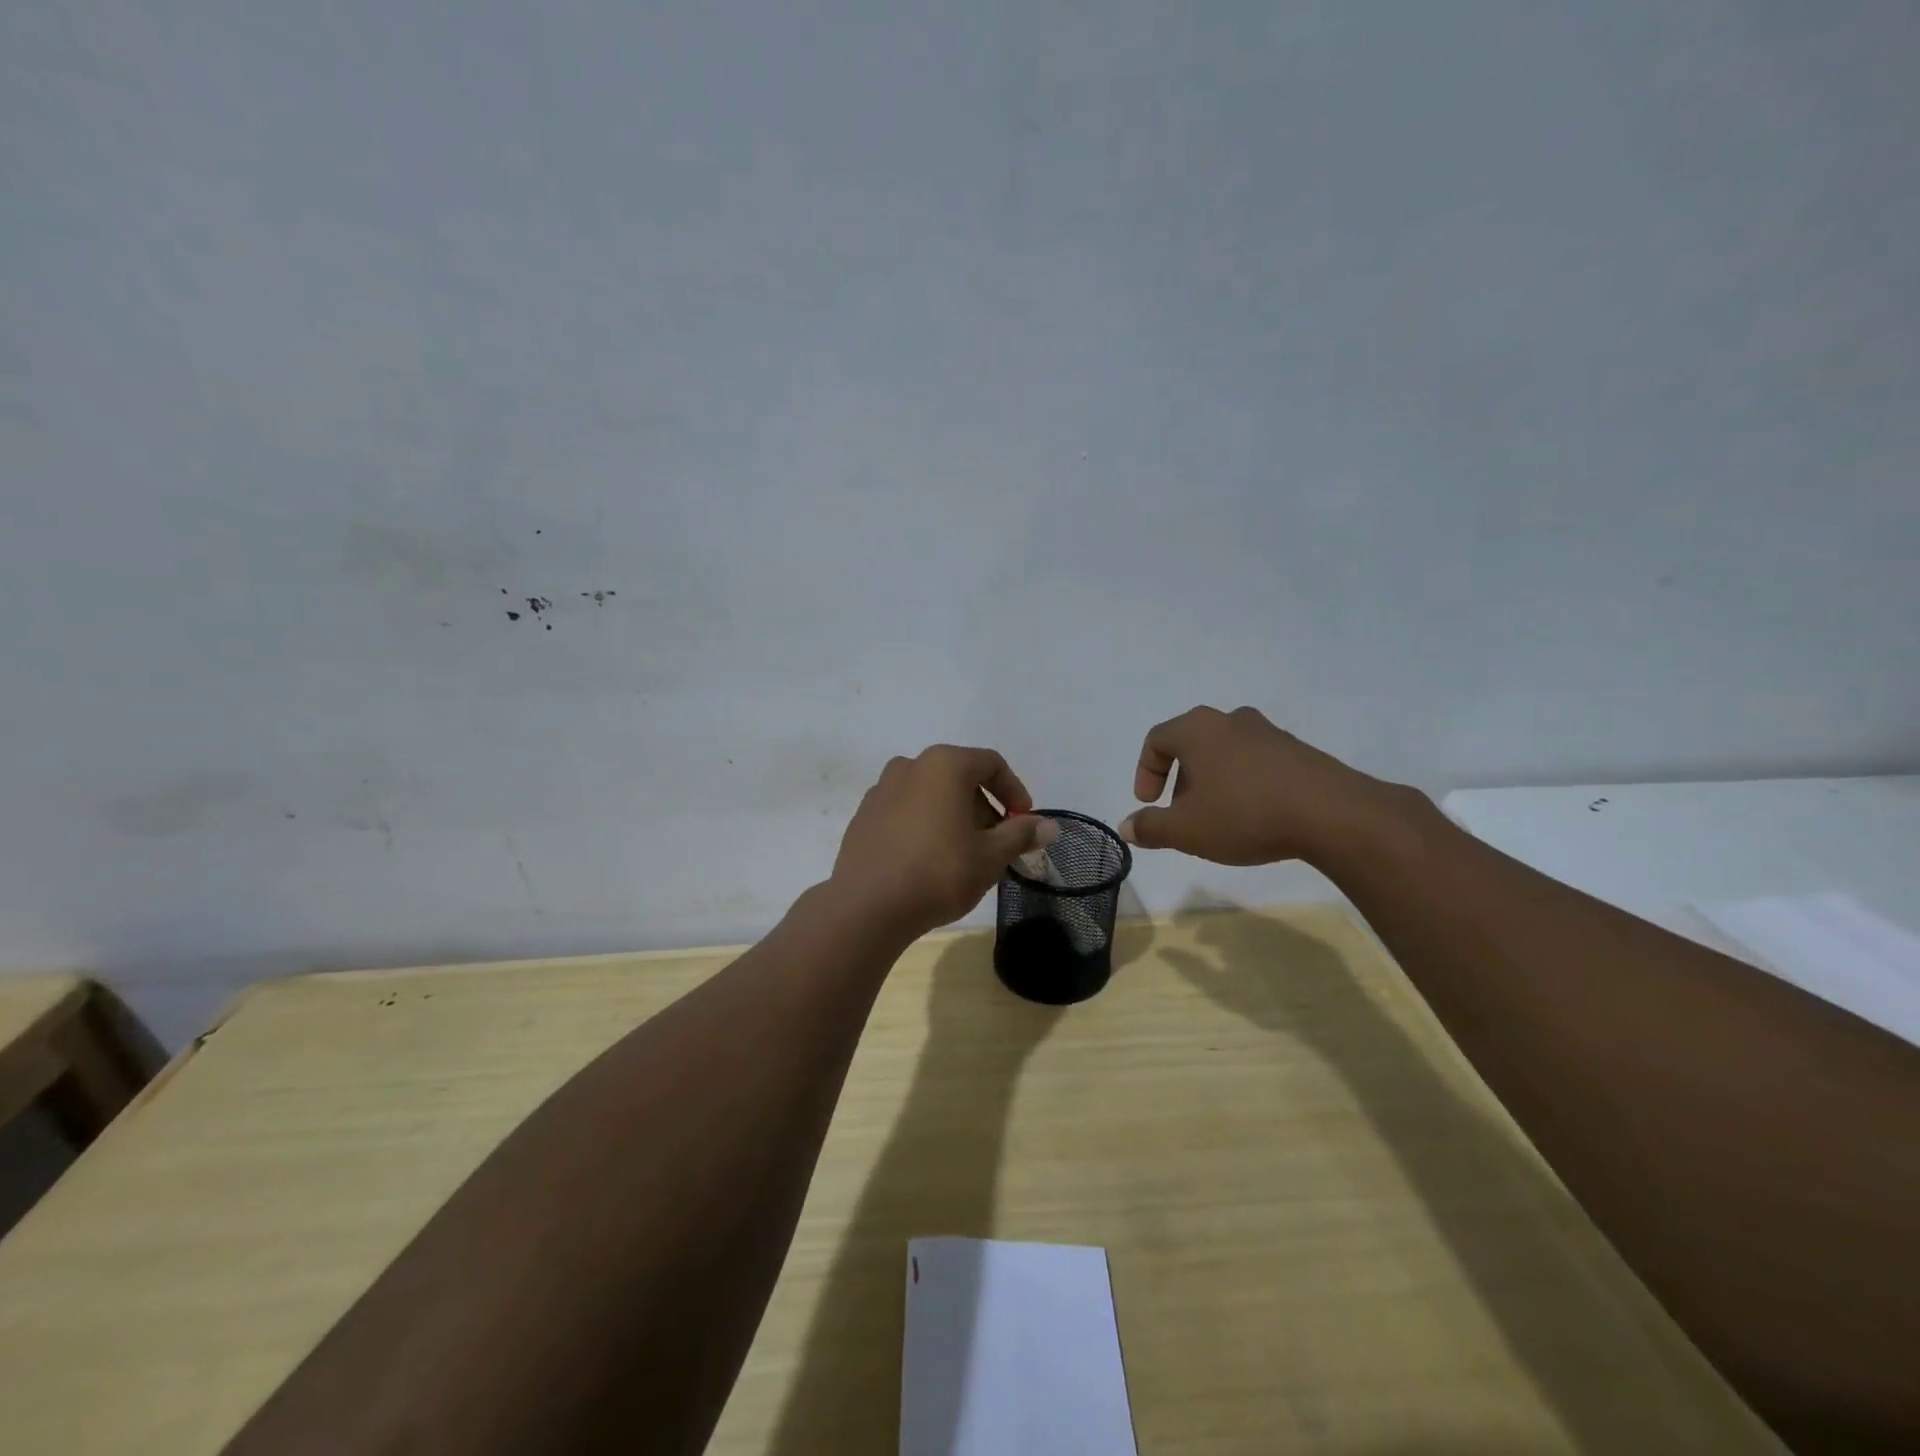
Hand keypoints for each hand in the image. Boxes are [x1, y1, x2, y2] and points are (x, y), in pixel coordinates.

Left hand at [829, 745, 1058, 942]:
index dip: (1014, 791)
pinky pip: (905, 810)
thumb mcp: (990, 856)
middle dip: (984, 807)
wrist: (866, 907)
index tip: (1023, 822)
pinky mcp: (864, 815)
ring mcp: (881, 789)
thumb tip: (1049, 826)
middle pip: (960, 777)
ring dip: (954, 816)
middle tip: (996, 844)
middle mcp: (910, 766)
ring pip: (931, 794)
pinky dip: (925, 824)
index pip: (991, 764)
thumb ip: (1021, 834)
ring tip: (964, 854)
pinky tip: (928, 860)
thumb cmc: (939, 873)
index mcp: (944, 765)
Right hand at [1119, 706, 1403, 866]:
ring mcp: (1268, 732)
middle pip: (1191, 743)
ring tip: (1219, 817)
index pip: (1156, 739)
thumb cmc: (1244, 814)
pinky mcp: (1298, 750)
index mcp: (1197, 729)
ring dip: (1213, 780)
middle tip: (1183, 813)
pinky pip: (1256, 761)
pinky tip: (1254, 815)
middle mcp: (1230, 720)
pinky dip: (1244, 782)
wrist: (1332, 814)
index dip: (1145, 772)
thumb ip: (1151, 827)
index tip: (1150, 804)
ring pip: (1225, 751)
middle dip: (1180, 779)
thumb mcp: (1187, 830)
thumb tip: (1127, 827)